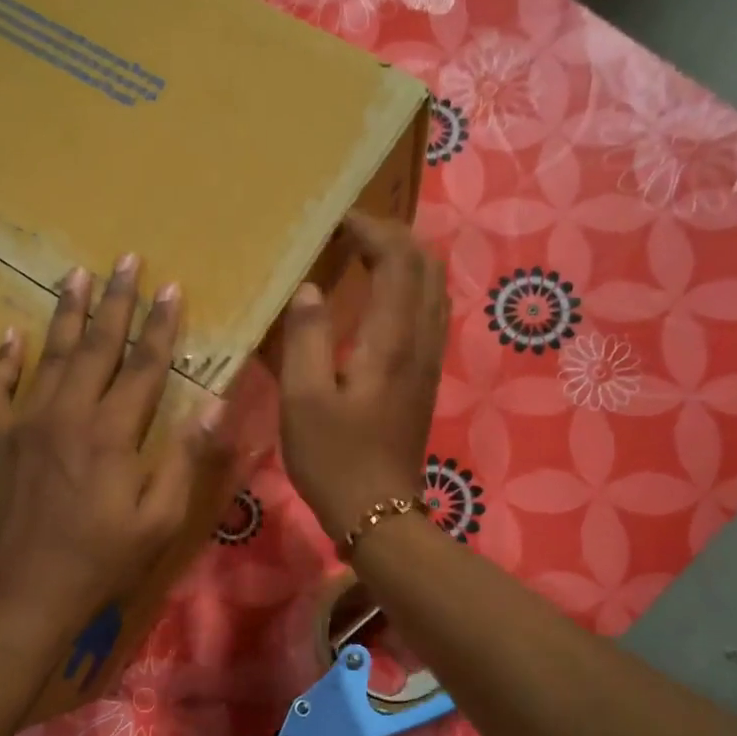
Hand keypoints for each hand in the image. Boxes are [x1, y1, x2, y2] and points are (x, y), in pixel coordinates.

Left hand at [0, 255, 226, 647]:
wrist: (21, 598)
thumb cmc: (100, 564)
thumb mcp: (159, 521)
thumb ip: (185, 459)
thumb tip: (216, 404)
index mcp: (113, 434)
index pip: (145, 366)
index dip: (161, 326)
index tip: (171, 288)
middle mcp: (67, 414)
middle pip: (95, 346)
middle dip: (114, 302)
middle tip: (124, 260)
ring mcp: (22, 424)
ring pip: (47, 355)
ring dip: (64, 313)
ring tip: (75, 274)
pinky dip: (2, 359)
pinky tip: (10, 335)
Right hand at [278, 214, 448, 541]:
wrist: (378, 513)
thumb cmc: (334, 458)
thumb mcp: (304, 399)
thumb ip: (306, 337)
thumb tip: (309, 290)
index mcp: (392, 340)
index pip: (397, 260)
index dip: (370, 230)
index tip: (335, 222)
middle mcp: (421, 341)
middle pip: (425, 266)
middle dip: (393, 236)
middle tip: (350, 233)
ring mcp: (428, 360)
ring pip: (432, 289)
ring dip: (404, 261)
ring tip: (363, 256)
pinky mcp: (423, 379)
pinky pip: (427, 314)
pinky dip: (407, 290)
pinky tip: (378, 301)